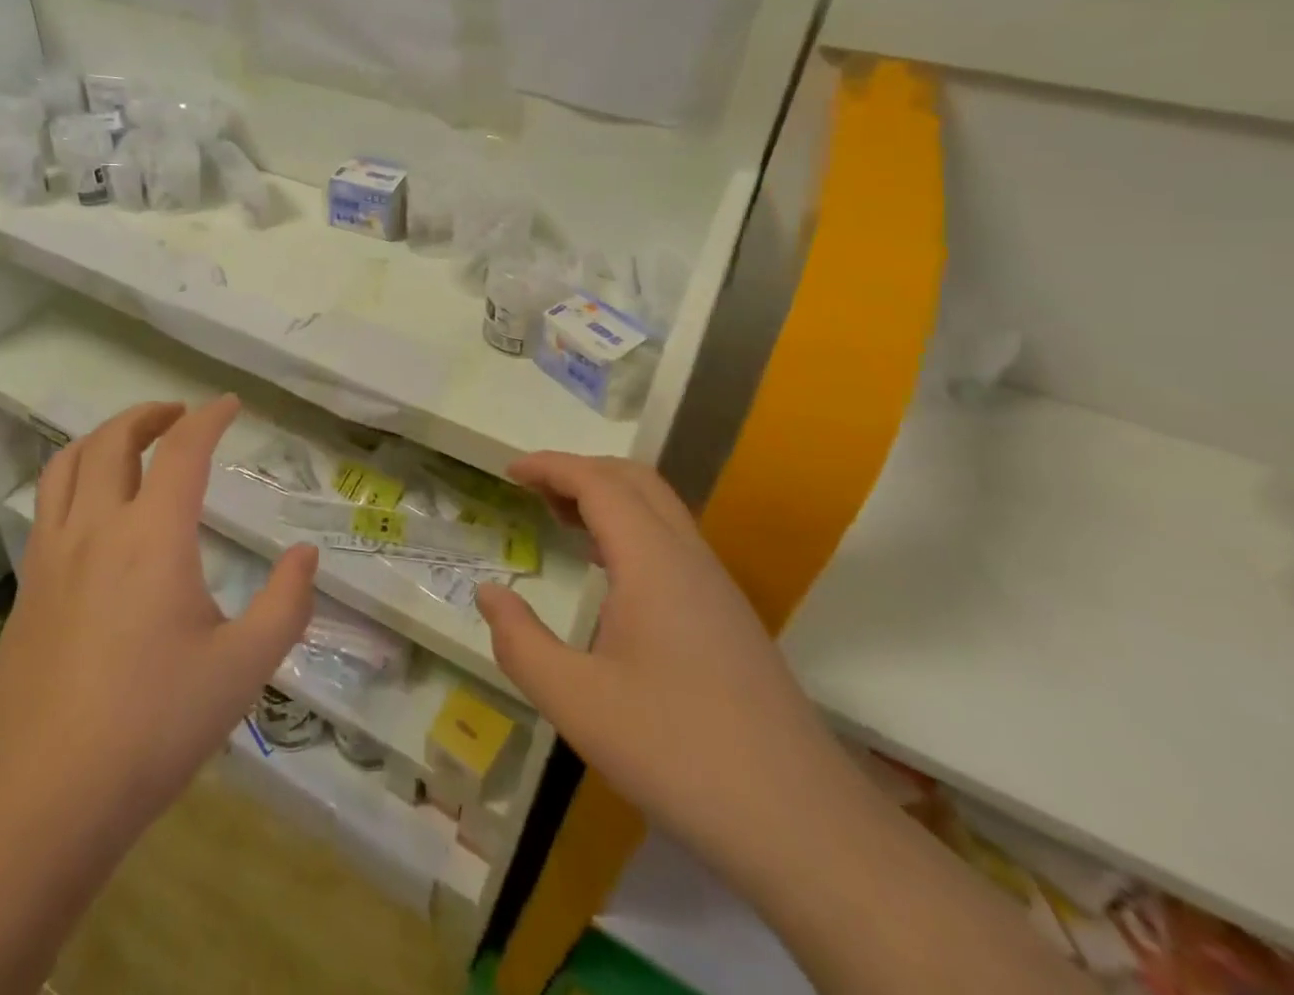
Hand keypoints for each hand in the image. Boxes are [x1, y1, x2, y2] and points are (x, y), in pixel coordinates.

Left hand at [0, 397, 317, 831]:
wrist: (43, 795)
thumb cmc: (154, 726)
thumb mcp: (243, 669)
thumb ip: (285, 604)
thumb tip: (304, 556)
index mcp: (153, 537)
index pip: (183, 451)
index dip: (209, 418)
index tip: (229, 404)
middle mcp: (97, 528)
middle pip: (113, 441)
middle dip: (150, 414)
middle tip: (180, 414)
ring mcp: (52, 554)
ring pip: (68, 464)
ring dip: (103, 437)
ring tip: (131, 441)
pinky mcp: (26, 586)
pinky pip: (47, 504)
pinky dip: (74, 477)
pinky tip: (94, 509)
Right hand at [476, 453, 855, 888]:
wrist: (805, 828)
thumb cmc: (678, 753)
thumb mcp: (576, 703)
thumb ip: (520, 642)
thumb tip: (488, 593)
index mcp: (653, 561)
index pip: (598, 482)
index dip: (550, 466)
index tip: (508, 471)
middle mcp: (689, 558)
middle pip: (634, 480)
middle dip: (579, 471)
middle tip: (532, 490)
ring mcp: (717, 587)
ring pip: (659, 510)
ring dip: (607, 498)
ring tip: (561, 520)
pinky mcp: (730, 618)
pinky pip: (673, 543)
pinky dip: (630, 530)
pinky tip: (610, 572)